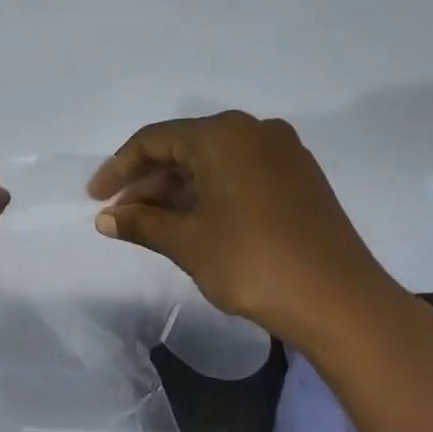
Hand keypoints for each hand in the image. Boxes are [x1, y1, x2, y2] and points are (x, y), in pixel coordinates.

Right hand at [88, 111, 423, 355]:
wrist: (338, 299)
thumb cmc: (251, 262)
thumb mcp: (186, 242)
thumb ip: (141, 224)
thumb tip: (105, 219)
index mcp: (223, 136)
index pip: (154, 140)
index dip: (117, 169)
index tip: (94, 199)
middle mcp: (255, 132)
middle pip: (184, 148)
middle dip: (146, 183)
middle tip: (118, 217)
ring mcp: (282, 154)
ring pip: (212, 164)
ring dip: (175, 192)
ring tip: (148, 226)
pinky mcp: (299, 180)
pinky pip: (238, 175)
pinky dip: (207, 195)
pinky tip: (190, 224)